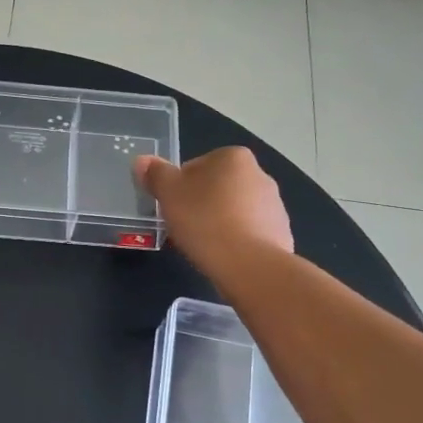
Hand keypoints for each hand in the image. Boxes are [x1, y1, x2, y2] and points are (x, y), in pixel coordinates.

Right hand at [133, 146, 291, 277]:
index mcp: (233, 157)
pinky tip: (224, 256)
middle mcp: (259, 174)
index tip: (172, 210)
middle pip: (216, 188)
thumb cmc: (205, 221)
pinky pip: (250, 232)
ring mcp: (274, 204)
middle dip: (200, 205)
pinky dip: (236, 240)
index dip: (178, 189)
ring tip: (203, 246)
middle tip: (184, 228)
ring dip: (219, 222)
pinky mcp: (281, 232)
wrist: (250, 265)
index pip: (195, 167)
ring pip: (234, 210)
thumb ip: (155, 174)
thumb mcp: (169, 194)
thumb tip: (141, 160)